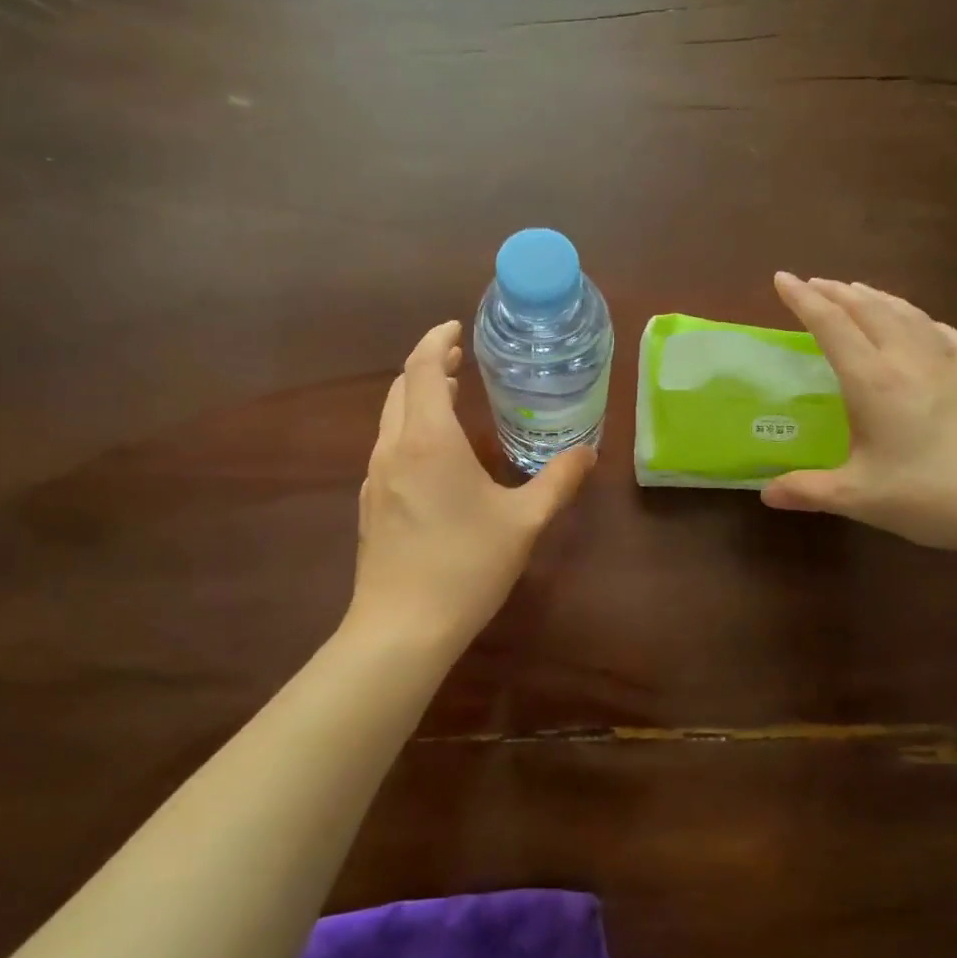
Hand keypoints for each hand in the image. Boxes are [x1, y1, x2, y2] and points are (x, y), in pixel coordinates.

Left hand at [350, 321, 595, 647]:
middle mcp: (393, 449)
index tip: (456, 329)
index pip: (421, 368)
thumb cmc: (465, 565)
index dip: (436, 341)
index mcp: (428, 440)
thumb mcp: (524, 522)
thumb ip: (557, 481)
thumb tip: (587, 452)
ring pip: (390, 419)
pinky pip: (387, 448)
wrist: (401, 628)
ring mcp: (374, 478)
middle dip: (428, 366)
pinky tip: (433, 456)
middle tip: (459, 361)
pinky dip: (409, 430)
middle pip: (401, 389)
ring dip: (416, 399)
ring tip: (448, 397)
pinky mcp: (369, 504)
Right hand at [760, 274, 956, 557]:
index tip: (782, 279)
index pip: (832, 326)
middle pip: (868, 309)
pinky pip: (942, 333)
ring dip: (875, 297)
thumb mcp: (855, 496)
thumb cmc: (925, 495)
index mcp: (873, 381)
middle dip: (836, 291)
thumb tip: (766, 493)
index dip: (804, 300)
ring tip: (856, 291)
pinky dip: (921, 320)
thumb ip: (806, 490)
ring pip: (906, 313)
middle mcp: (907, 360)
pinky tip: (921, 326)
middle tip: (812, 284)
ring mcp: (945, 365)